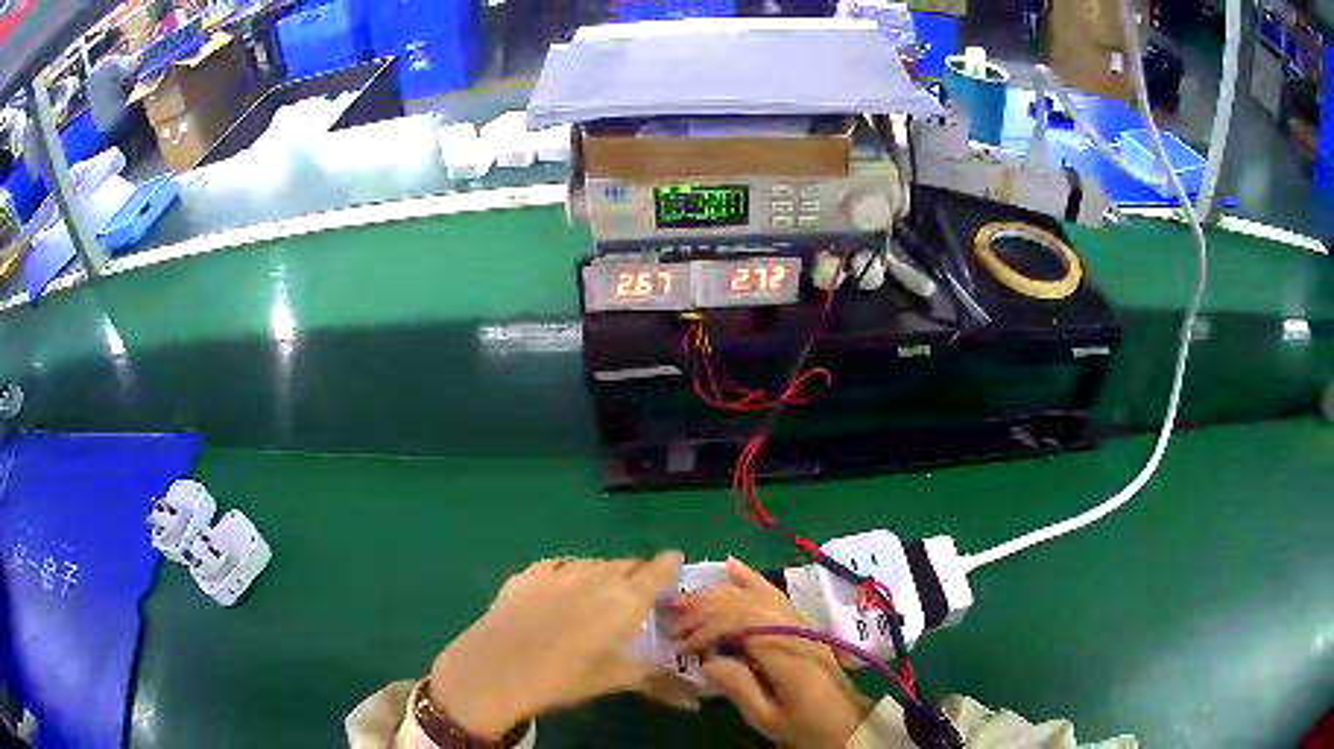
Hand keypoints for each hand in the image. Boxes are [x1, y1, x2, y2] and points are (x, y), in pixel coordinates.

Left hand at [427, 551, 695, 737]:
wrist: (496, 669)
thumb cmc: (563, 679)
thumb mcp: (612, 680)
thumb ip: (655, 682)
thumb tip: (695, 702)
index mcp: (623, 602)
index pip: (655, 573)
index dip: (667, 564)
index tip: (675, 559)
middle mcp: (595, 578)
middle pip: (625, 564)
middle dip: (637, 571)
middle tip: (640, 587)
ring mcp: (557, 572)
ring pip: (592, 562)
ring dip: (605, 570)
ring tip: (604, 586)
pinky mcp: (526, 574)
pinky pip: (558, 564)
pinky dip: (570, 570)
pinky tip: (565, 582)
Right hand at [670, 558, 871, 748]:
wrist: (845, 723)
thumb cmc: (803, 725)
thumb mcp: (767, 717)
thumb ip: (738, 688)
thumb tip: (705, 661)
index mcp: (785, 652)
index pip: (739, 623)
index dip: (705, 629)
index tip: (681, 645)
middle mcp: (793, 629)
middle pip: (744, 603)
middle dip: (705, 606)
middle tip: (671, 614)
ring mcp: (800, 623)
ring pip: (756, 595)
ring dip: (719, 593)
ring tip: (688, 596)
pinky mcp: (801, 625)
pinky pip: (775, 595)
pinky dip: (751, 579)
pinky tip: (731, 567)